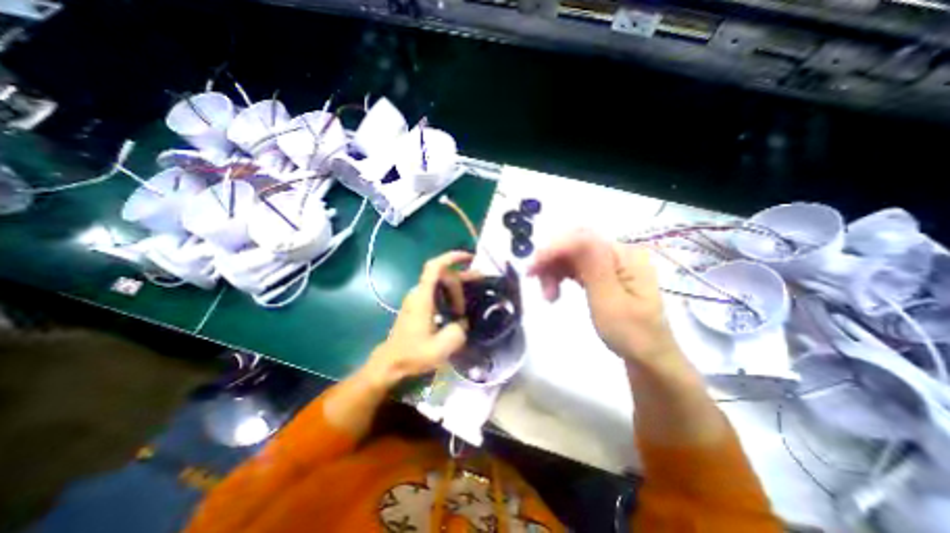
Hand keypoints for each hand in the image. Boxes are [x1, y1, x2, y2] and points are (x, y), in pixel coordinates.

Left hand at [365, 250, 471, 387]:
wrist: (390, 364)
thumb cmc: (413, 355)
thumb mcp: (442, 347)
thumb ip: (459, 330)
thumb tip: (463, 321)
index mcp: (423, 297)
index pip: (435, 267)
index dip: (452, 257)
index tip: (470, 258)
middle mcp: (418, 293)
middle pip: (442, 275)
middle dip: (460, 282)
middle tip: (472, 299)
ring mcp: (416, 298)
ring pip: (439, 283)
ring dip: (456, 288)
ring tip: (471, 297)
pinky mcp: (417, 305)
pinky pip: (436, 292)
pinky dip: (449, 294)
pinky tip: (458, 307)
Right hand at [527, 229, 673, 365]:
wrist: (646, 357)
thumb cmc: (631, 334)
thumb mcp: (610, 301)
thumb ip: (592, 266)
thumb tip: (573, 236)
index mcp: (625, 255)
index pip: (583, 239)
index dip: (555, 248)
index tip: (532, 269)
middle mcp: (617, 252)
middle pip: (574, 244)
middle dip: (551, 259)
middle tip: (533, 280)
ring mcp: (609, 263)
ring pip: (570, 255)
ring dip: (553, 270)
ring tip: (547, 295)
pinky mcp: (602, 273)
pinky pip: (574, 266)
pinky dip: (559, 275)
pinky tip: (554, 291)